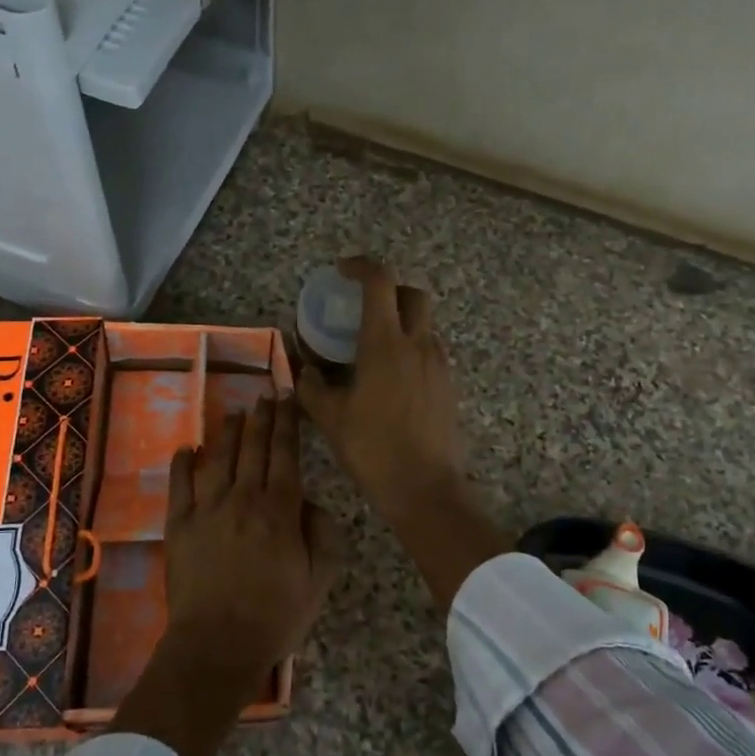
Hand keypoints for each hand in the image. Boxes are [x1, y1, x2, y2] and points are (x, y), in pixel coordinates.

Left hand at [162, 395, 342, 681]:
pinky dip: (183, 463)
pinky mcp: (180, 525)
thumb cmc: (275, 615)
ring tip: (236, 410)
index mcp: (280, 509)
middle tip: (266, 394)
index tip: (288, 397)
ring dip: (229, 431)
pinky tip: (187, 448)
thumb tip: (309, 503)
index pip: (285, 454)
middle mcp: (243, 498)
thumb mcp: (319, 579)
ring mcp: (207, 509)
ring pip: (219, 458)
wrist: (217, 645)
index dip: (287, 422)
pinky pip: (180, 485)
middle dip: (262, 417)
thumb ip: (323, 534)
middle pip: (254, 448)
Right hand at [295, 256, 506, 611]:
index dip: (361, 267)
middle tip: (363, 305)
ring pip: (425, 324)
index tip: (342, 270)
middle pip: (413, 294)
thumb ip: (313, 386)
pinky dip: (411, 348)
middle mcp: (418, 344)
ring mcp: (440, 364)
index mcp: (385, 343)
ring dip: (401, 321)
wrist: (425, 489)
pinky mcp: (449, 385)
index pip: (380, 282)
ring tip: (373, 346)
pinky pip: (430, 350)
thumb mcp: (330, 417)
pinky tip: (391, 377)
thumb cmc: (373, 449)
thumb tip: (305, 370)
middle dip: (389, 289)